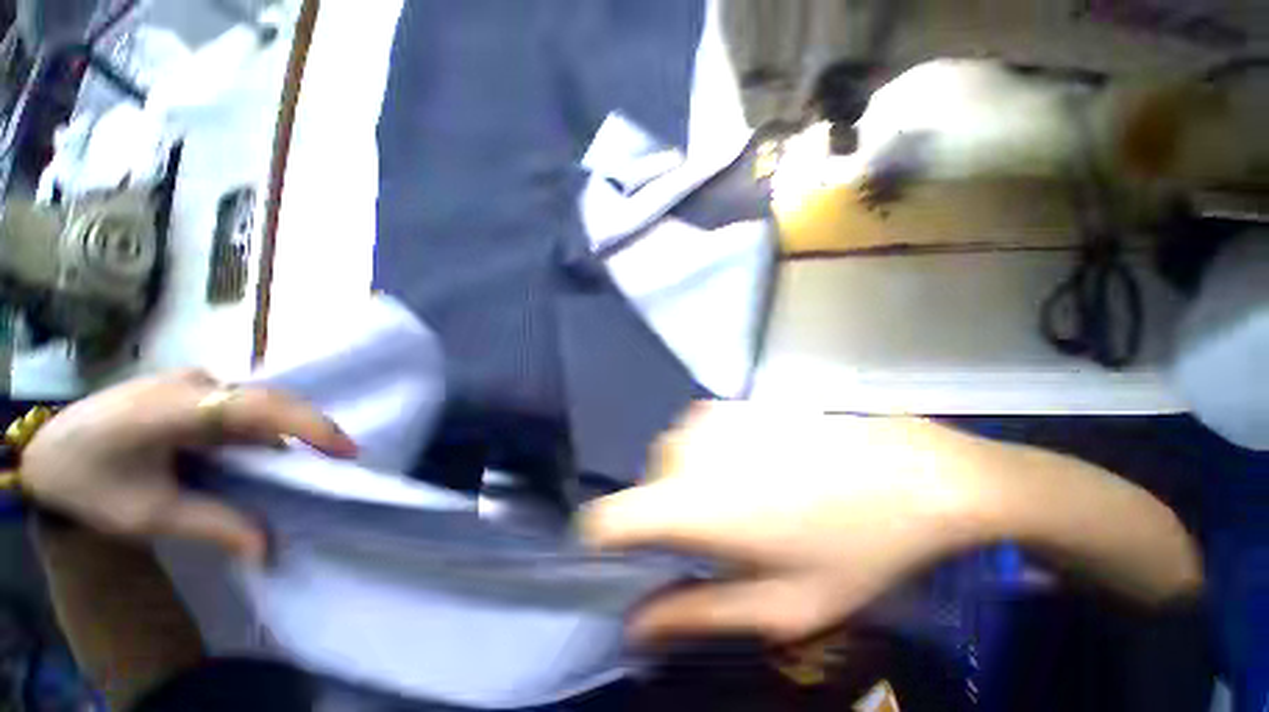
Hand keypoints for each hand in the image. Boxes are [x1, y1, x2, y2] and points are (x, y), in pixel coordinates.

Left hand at [22, 370, 356, 561]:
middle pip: (269, 400)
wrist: (44, 451)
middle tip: (340, 456)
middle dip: (309, 429)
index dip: (308, 426)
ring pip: (257, 402)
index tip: (347, 452)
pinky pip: (240, 405)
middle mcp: (191, 383)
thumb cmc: (88, 484)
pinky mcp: (191, 387)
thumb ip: (213, 525)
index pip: (257, 408)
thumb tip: (269, 549)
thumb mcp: (147, 515)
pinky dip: (260, 429)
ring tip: (302, 462)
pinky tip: (255, 453)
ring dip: (284, 431)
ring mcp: (191, 380)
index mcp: (173, 409)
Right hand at [581, 404, 1006, 644]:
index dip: (605, 542)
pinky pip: (694, 437)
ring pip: (669, 461)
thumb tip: (636, 628)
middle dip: (668, 517)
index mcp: (691, 504)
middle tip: (720, 537)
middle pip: (644, 490)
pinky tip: (756, 466)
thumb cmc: (852, 546)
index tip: (626, 557)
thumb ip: (698, 614)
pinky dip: (709, 458)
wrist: (908, 470)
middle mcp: (688, 451)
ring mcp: (707, 418)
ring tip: (745, 500)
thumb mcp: (780, 604)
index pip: (607, 519)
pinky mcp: (728, 403)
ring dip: (691, 486)